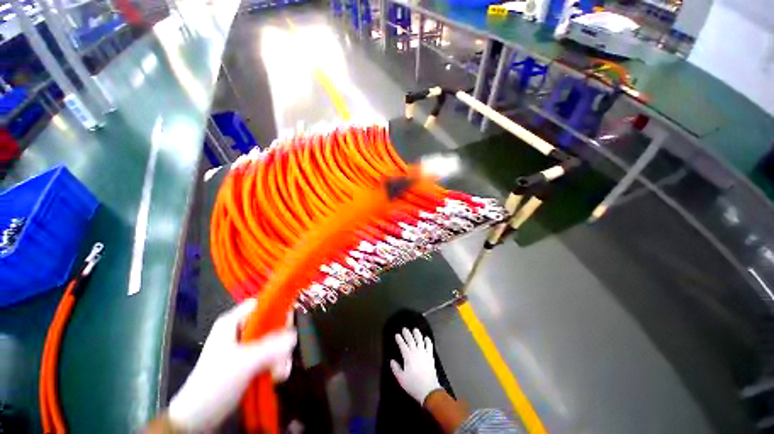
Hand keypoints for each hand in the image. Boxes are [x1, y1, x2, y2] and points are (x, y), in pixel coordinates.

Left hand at [167, 299, 296, 431]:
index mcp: (233, 322)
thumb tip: (294, 335)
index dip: (277, 308)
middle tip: (283, 357)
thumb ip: (270, 347)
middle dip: (281, 341)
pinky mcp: (249, 362)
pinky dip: (277, 365)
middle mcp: (241, 331)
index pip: (261, 304)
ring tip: (278, 374)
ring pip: (274, 341)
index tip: (288, 323)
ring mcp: (246, 347)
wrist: (197, 418)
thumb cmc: (215, 384)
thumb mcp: (243, 363)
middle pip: (271, 324)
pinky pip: (271, 355)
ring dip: (281, 357)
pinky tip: (276, 378)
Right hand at [390, 328, 441, 404]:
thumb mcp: (401, 379)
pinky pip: (429, 345)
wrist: (429, 390)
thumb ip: (396, 369)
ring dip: (417, 334)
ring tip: (415, 329)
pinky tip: (426, 338)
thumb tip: (392, 361)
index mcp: (408, 356)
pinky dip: (427, 341)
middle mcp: (416, 352)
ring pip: (420, 340)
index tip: (397, 335)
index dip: (399, 339)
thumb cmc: (413, 385)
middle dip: (407, 333)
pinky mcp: (430, 356)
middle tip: (404, 329)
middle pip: (411, 340)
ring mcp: (424, 353)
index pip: (402, 345)